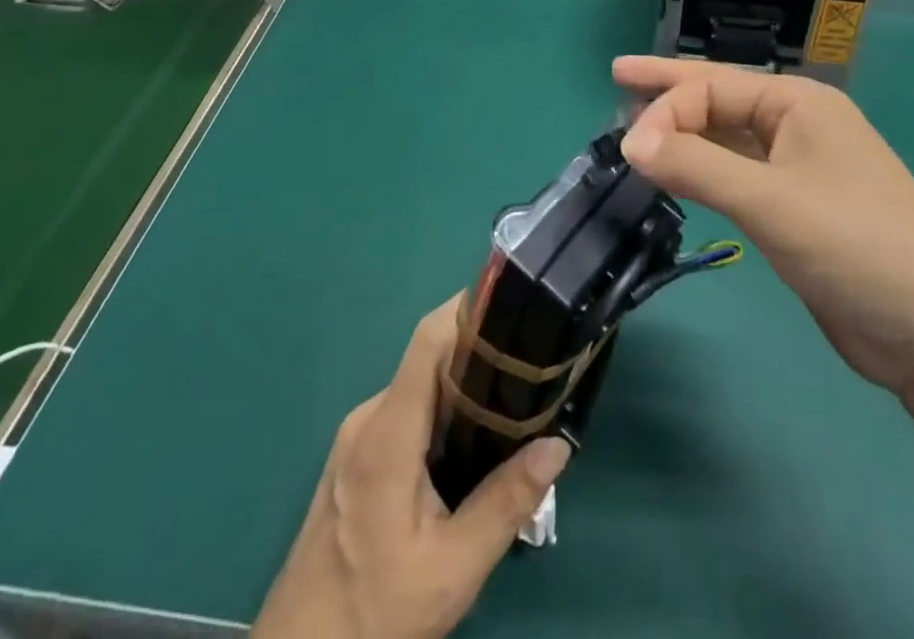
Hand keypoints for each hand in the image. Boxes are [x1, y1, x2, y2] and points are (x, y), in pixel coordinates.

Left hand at [251, 298, 571, 638]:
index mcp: (388, 432)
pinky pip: (405, 414)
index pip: (428, 341)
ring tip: (511, 411)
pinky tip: (470, 451)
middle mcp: (369, 418)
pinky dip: (440, 416)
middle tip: (529, 372)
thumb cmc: (374, 615)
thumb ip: (506, 502)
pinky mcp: (354, 458)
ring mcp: (357, 437)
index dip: (467, 311)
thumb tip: (558, 445)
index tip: (512, 306)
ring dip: (462, 391)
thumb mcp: (453, 569)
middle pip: (428, 362)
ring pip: (419, 390)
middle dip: (479, 357)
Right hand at [614, 56, 913, 395]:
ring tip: (636, 127)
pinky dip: (703, 169)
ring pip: (727, 137)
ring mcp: (799, 168)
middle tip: (618, 79)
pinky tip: (677, 172)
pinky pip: (737, 174)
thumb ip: (698, 167)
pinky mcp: (797, 210)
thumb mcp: (772, 202)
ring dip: (683, 132)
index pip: (712, 88)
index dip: (665, 110)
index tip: (628, 150)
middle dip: (670, 92)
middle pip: (719, 99)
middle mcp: (797, 125)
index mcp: (797, 103)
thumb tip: (630, 143)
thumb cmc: (860, 246)